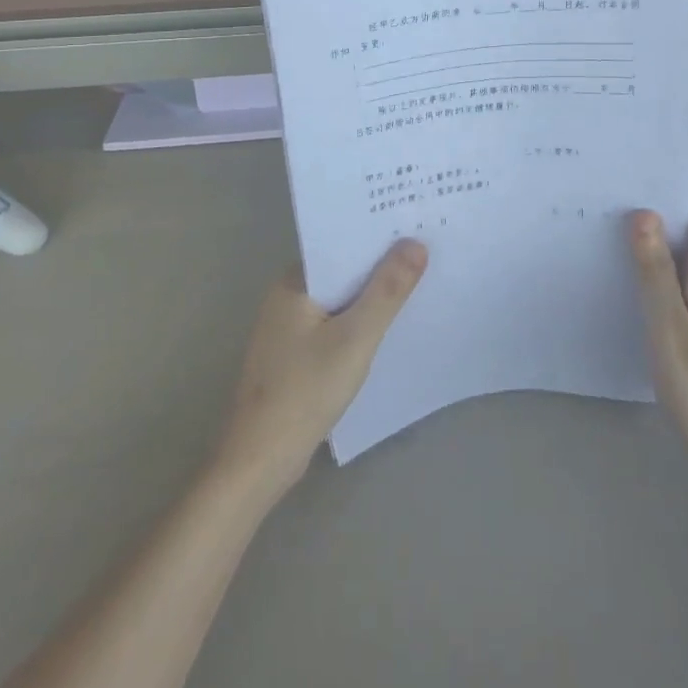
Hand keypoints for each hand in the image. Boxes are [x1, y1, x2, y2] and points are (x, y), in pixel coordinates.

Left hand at [213, 242, 426, 499]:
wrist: (258, 463)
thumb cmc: (304, 392)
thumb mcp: (354, 338)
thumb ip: (386, 291)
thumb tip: (415, 244)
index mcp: (294, 282)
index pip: (341, 244)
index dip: (378, 236)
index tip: (416, 225)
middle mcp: (288, 296)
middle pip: (343, 271)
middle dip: (380, 266)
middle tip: (429, 251)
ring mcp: (289, 328)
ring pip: (341, 300)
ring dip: (372, 296)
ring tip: (419, 283)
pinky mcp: (295, 355)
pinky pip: (335, 324)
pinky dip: (359, 323)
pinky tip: (388, 328)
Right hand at [627, 190, 687, 475]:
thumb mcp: (668, 327)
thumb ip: (655, 269)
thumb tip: (645, 214)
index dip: (684, 195)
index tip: (644, 207)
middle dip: (662, 223)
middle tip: (615, 234)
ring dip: (664, 256)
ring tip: (622, 268)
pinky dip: (673, 283)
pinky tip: (648, 308)